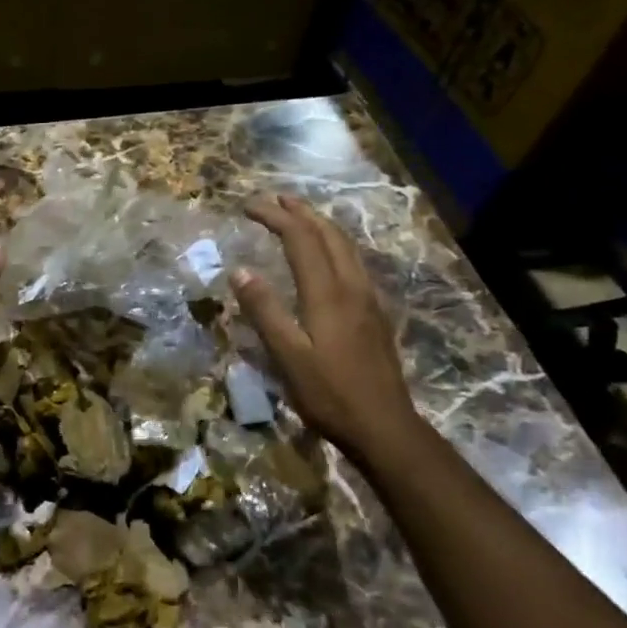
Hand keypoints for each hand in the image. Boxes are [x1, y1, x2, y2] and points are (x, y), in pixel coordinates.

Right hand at [231, 194, 420, 460]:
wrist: (386, 427)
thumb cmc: (330, 394)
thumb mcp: (288, 357)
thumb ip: (265, 311)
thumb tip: (240, 270)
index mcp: (327, 293)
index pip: (300, 239)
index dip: (275, 217)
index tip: (248, 207)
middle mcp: (351, 286)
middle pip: (328, 234)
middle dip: (301, 211)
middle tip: (275, 199)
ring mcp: (368, 299)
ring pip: (345, 246)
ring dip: (320, 224)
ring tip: (300, 216)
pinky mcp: (375, 314)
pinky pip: (353, 262)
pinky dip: (333, 244)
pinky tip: (327, 257)